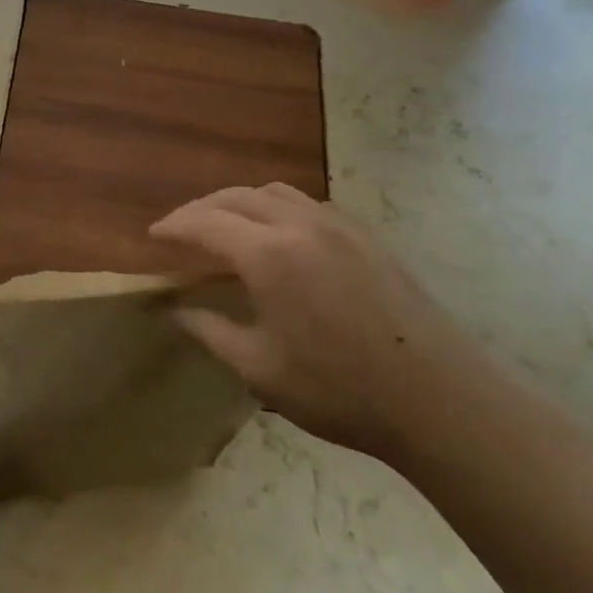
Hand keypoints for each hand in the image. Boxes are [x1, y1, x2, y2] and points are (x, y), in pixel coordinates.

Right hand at [150, 183, 481, 459]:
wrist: (440, 400)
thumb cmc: (339, 390)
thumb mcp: (259, 369)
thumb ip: (210, 332)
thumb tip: (174, 311)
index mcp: (268, 255)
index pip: (204, 223)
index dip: (174, 226)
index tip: (153, 235)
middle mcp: (299, 225)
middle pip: (236, 197)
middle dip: (201, 208)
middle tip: (181, 229)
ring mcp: (338, 226)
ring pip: (274, 192)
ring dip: (239, 201)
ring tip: (225, 224)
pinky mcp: (367, 237)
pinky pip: (308, 204)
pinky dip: (277, 207)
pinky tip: (279, 235)